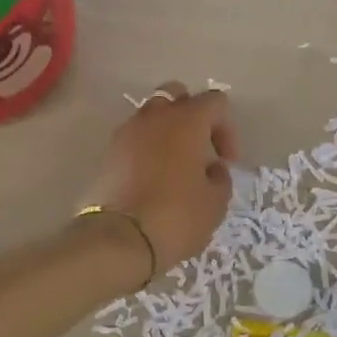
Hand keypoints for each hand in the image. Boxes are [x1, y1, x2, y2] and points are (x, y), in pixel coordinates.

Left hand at [85, 82, 237, 276]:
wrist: (120, 240)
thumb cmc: (177, 216)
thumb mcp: (216, 202)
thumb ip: (220, 178)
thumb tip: (212, 169)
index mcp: (187, 120)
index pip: (215, 101)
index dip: (227, 129)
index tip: (227, 162)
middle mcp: (155, 116)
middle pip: (177, 95)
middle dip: (192, 116)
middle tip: (200, 149)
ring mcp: (127, 133)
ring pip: (152, 116)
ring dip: (167, 132)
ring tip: (177, 166)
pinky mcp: (109, 154)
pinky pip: (135, 139)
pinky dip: (147, 149)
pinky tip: (155, 179)